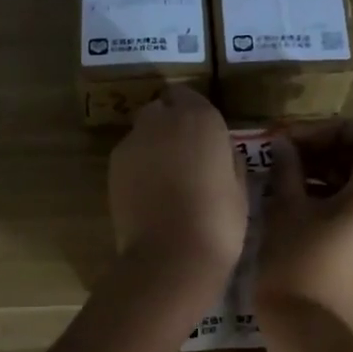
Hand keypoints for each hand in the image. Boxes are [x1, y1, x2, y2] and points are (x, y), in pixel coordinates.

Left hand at [109, 86, 247, 280]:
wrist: (171, 256)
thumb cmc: (218, 222)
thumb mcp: (240, 187)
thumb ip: (227, 158)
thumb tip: (220, 151)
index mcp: (200, 118)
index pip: (188, 95)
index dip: (194, 115)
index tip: (204, 136)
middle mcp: (161, 121)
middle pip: (161, 110)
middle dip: (170, 125)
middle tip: (185, 156)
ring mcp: (132, 143)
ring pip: (142, 133)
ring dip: (153, 146)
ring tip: (167, 179)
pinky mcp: (113, 167)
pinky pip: (130, 157)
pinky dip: (139, 167)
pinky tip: (151, 193)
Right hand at [255, 120, 352, 324]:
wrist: (307, 328)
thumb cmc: (296, 261)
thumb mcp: (286, 208)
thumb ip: (289, 167)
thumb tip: (285, 146)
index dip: (332, 129)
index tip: (296, 140)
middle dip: (328, 151)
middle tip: (287, 156)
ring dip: (331, 175)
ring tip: (289, 179)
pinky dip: (341, 199)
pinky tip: (304, 204)